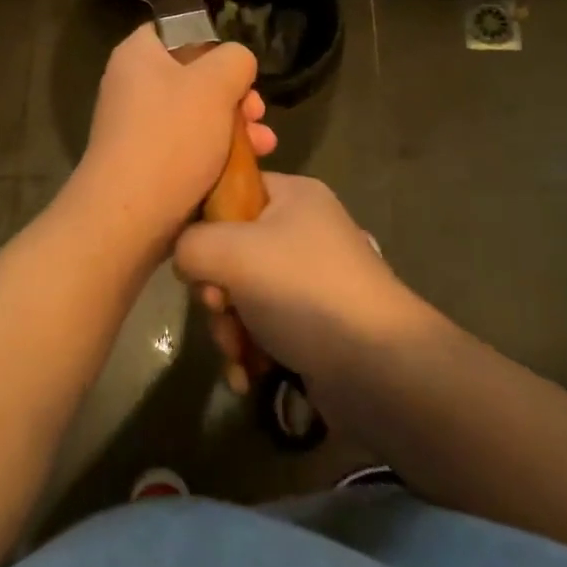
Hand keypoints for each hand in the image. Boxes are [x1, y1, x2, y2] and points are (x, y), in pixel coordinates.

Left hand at [72, 25, 275, 244]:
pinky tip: (250, 165)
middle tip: (258, 111)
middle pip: (195, 76)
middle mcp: (133, 86)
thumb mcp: (215, 84)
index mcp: (138, 55)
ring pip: (199, 115)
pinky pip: (190, 146)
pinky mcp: (149, 163)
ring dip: (236, 126)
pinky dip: (219, 152)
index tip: (239, 68)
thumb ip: (235, 59)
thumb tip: (237, 64)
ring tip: (265, 144)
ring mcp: (139, 127)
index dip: (214, 44)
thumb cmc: (171, 137)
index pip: (177, 31)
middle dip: (236, 95)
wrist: (130, 217)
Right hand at [173, 173, 429, 394]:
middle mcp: (302, 230)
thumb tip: (187, 259)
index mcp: (293, 195)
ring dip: (230, 328)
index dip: (204, 223)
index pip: (231, 190)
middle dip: (216, 290)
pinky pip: (264, 327)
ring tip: (239, 354)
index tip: (197, 260)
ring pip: (243, 294)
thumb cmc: (304, 291)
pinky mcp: (313, 323)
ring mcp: (310, 279)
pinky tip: (248, 376)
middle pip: (231, 250)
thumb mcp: (234, 252)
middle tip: (220, 310)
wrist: (379, 368)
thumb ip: (191, 244)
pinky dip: (251, 351)